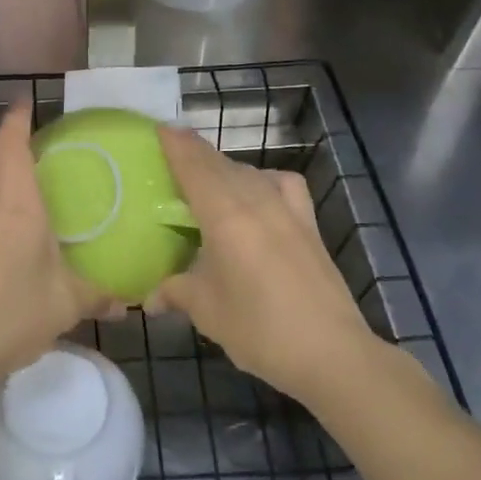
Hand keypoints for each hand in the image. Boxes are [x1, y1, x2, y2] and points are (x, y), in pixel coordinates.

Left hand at [0, 102, 107, 390]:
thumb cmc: (13, 313)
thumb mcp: (67, 304)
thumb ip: (99, 296)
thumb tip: (129, 301)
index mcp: (17, 204)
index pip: (12, 145)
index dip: (17, 119)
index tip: (26, 102)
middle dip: (0, 138)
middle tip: (24, 143)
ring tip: (1, 172)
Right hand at [154, 125, 379, 407]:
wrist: (331, 351)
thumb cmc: (258, 328)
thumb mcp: (206, 310)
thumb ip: (175, 292)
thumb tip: (150, 298)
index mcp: (224, 214)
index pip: (193, 165)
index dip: (175, 144)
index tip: (158, 127)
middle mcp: (256, 200)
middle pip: (220, 164)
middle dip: (194, 153)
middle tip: (171, 151)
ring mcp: (287, 209)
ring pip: (249, 172)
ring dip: (224, 168)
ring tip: (206, 179)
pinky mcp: (309, 223)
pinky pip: (281, 185)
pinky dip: (264, 180)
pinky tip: (259, 195)